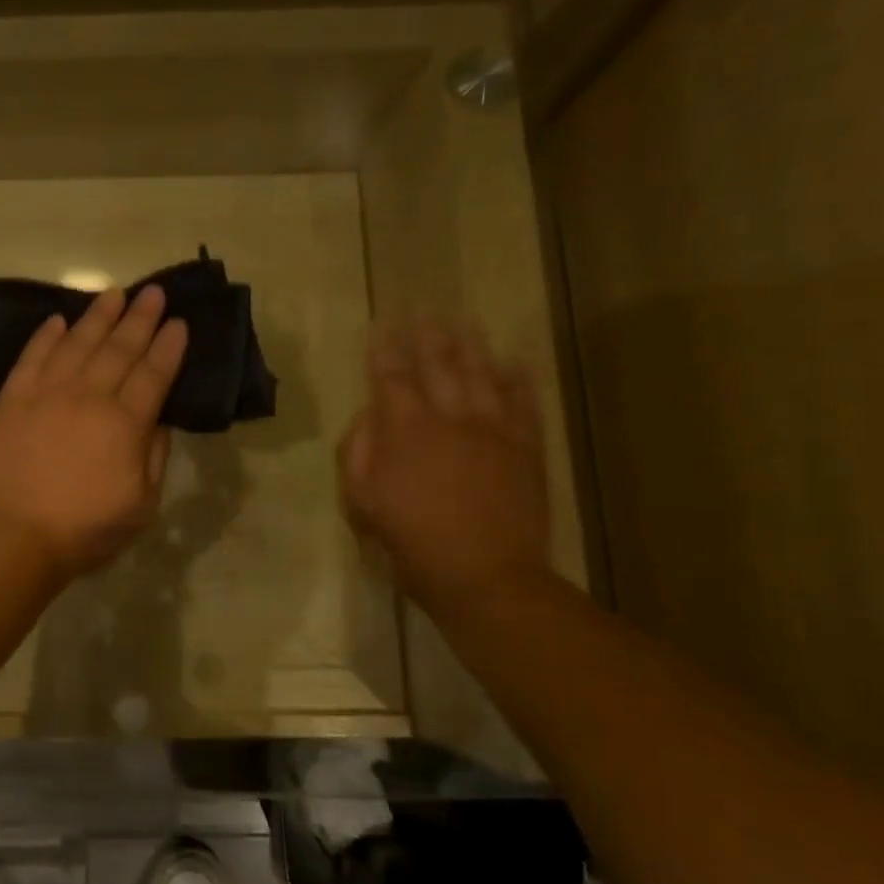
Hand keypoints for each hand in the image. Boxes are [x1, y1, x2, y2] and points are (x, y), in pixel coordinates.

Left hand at [0, 286, 188, 580]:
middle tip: (153, 291)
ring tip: (114, 293)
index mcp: (125, 424)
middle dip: (140, 318)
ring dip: (98, 316)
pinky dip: (46, 336)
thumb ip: (153, 456)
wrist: (13, 536)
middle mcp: (88, 397)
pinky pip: (32, 357)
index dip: (168, 347)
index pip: (154, 374)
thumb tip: (160, 420)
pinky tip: (58, 321)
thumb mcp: (141, 504)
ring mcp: (47, 393)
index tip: (179, 321)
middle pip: (119, 349)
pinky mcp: (13, 400)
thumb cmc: (84, 529)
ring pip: (77, 343)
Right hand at [339, 317, 552, 624]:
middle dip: (428, 334)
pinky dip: (518, 379)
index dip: (384, 347)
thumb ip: (358, 452)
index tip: (382, 321)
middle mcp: (450, 418)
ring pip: (482, 374)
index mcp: (405, 430)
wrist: (484, 575)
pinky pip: (523, 403)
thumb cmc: (411, 541)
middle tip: (425, 308)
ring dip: (471, 345)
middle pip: (438, 365)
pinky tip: (513, 361)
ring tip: (464, 321)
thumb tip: (368, 416)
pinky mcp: (525, 449)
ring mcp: (493, 431)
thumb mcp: (361, 502)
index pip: (390, 376)